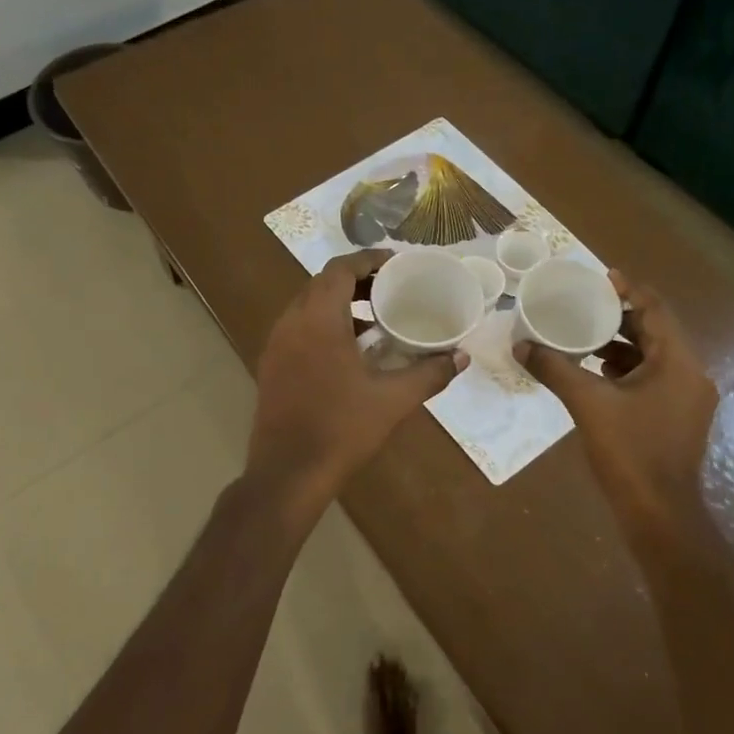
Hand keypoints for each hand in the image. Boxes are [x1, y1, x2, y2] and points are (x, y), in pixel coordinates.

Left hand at [247, 250, 466, 512]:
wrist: (288, 474)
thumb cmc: (341, 429)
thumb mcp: (393, 400)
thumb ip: (430, 373)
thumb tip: (461, 357)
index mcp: (318, 320)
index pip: (339, 269)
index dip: (367, 259)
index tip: (395, 262)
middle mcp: (291, 323)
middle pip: (321, 284)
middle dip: (355, 281)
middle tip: (389, 288)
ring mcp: (276, 345)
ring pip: (307, 307)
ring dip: (338, 304)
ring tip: (374, 318)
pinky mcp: (271, 366)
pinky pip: (298, 329)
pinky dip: (324, 325)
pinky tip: (350, 351)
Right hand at [516, 270, 716, 522]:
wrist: (658, 513)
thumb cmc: (629, 452)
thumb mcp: (588, 404)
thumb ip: (555, 370)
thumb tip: (521, 346)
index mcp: (678, 363)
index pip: (656, 310)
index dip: (629, 290)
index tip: (601, 277)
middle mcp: (691, 374)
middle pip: (656, 332)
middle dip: (621, 319)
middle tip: (585, 307)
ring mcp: (687, 399)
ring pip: (654, 358)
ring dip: (622, 346)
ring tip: (584, 339)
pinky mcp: (678, 418)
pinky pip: (653, 380)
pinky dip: (627, 371)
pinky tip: (597, 375)